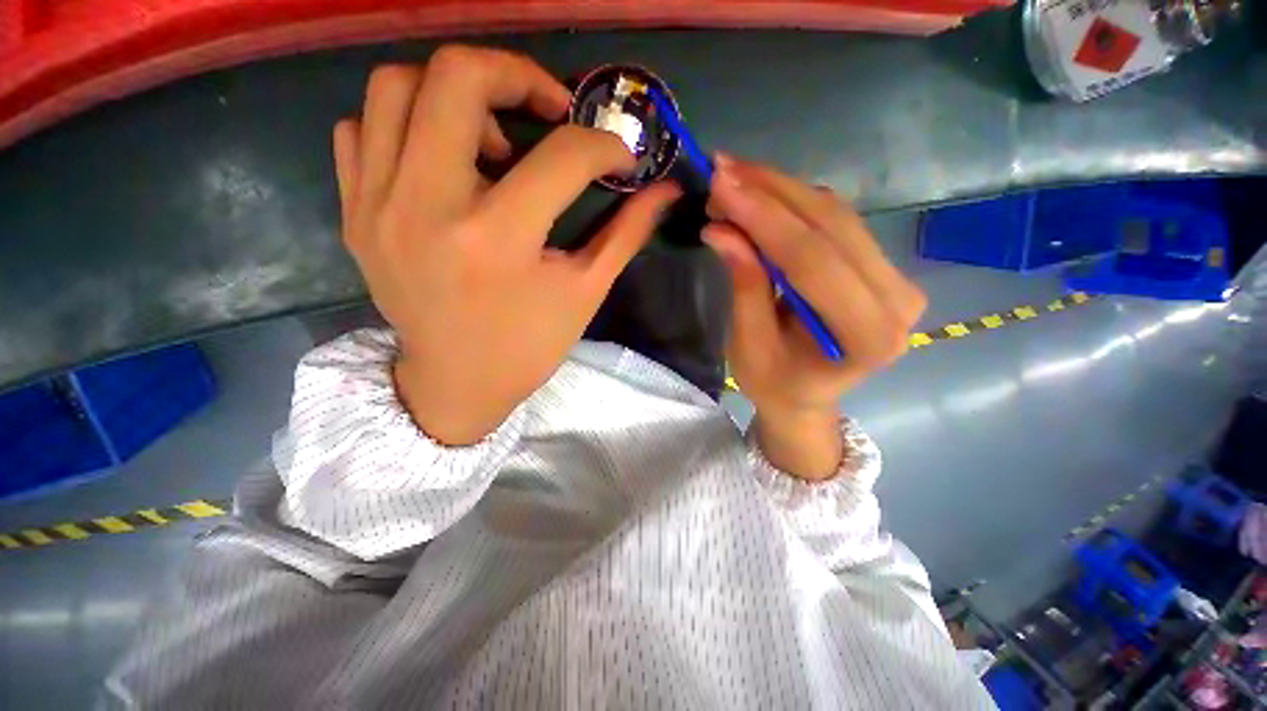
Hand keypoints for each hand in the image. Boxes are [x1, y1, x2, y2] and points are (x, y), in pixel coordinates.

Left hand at [332, 46, 680, 444]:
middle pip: (457, 76)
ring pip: (397, 86)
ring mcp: (376, 206)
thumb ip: (626, 233)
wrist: (456, 383)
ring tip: (491, 138)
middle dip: (518, 75)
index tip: (618, 156)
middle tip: (549, 110)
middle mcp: (427, 207)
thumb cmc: (528, 345)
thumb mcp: (585, 292)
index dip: (604, 145)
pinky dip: (405, 125)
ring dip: (456, 93)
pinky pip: (362, 129)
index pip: (562, 156)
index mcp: (498, 240)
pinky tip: (441, 161)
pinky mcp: (354, 213)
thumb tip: (666, 190)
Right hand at [703, 155, 925, 478]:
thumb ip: (745, 286)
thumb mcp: (749, 346)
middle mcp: (895, 300)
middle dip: (771, 192)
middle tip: (722, 169)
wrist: (805, 396)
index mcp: (866, 336)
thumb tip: (721, 229)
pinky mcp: (881, 267)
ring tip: (734, 177)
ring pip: (836, 215)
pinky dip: (794, 203)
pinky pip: (837, 222)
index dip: (764, 218)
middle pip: (831, 227)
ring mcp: (896, 279)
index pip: (813, 261)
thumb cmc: (774, 384)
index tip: (721, 184)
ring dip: (781, 190)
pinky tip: (762, 193)